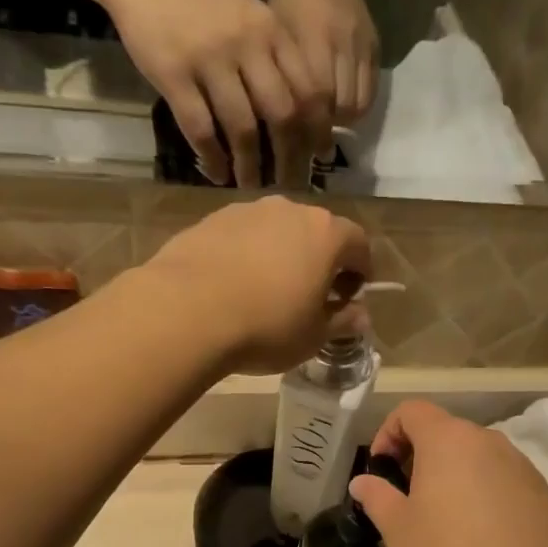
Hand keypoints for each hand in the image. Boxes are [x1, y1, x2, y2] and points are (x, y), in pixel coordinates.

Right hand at [102, 0, 328, 188]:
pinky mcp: (174, 75)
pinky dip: (213, 159)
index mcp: (270, 31)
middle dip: (289, 157)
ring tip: (250, 184)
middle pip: (282, 114)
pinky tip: (218, 174)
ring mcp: (209, 60)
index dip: (317, 130)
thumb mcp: (248, 18)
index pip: (308, 89)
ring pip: (242, 128)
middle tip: (288, 184)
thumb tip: (302, 117)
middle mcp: (246, 45)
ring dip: (250, 166)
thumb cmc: (200, 1)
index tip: (319, 158)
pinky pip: (201, 130)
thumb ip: (275, 59)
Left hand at [143, 196, 370, 373]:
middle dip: (321, 260)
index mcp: (326, 234)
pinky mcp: (210, 220)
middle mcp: (289, 210)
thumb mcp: (313, 337)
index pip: (359, 244)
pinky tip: (234, 287)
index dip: (361, 271)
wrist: (186, 312)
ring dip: (282, 255)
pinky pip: (242, 237)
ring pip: (277, 231)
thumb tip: (360, 316)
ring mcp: (246, 211)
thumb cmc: (266, 327)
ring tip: (269, 291)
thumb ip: (342, 322)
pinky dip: (247, 255)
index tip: (352, 296)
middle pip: (317, 231)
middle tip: (312, 295)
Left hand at [270, 0, 378, 128]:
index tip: (299, 144)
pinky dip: (357, 107)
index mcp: (313, 39)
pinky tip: (343, 109)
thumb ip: (281, 75)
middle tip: (312, 140)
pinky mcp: (376, 48)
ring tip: (328, 125)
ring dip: (343, 121)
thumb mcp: (276, 33)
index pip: (316, 98)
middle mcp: (342, 44)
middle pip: (340, 106)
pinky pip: (371, 91)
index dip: (309, 126)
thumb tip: (278, 122)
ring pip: (358, 103)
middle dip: (326, 129)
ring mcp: (362, 47)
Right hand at [349, 402, 547, 546]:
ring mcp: (518, 462)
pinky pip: (500, 477)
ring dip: (452, 474)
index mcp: (447, 439)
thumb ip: (376, 498)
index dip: (388, 432)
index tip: (382, 469)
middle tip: (407, 496)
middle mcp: (485, 439)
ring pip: (474, 455)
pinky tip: (479, 532)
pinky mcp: (539, 488)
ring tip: (444, 517)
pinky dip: (481, 491)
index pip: (410, 411)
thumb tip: (362, 482)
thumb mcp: (399, 529)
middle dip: (419, 456)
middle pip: (444, 431)